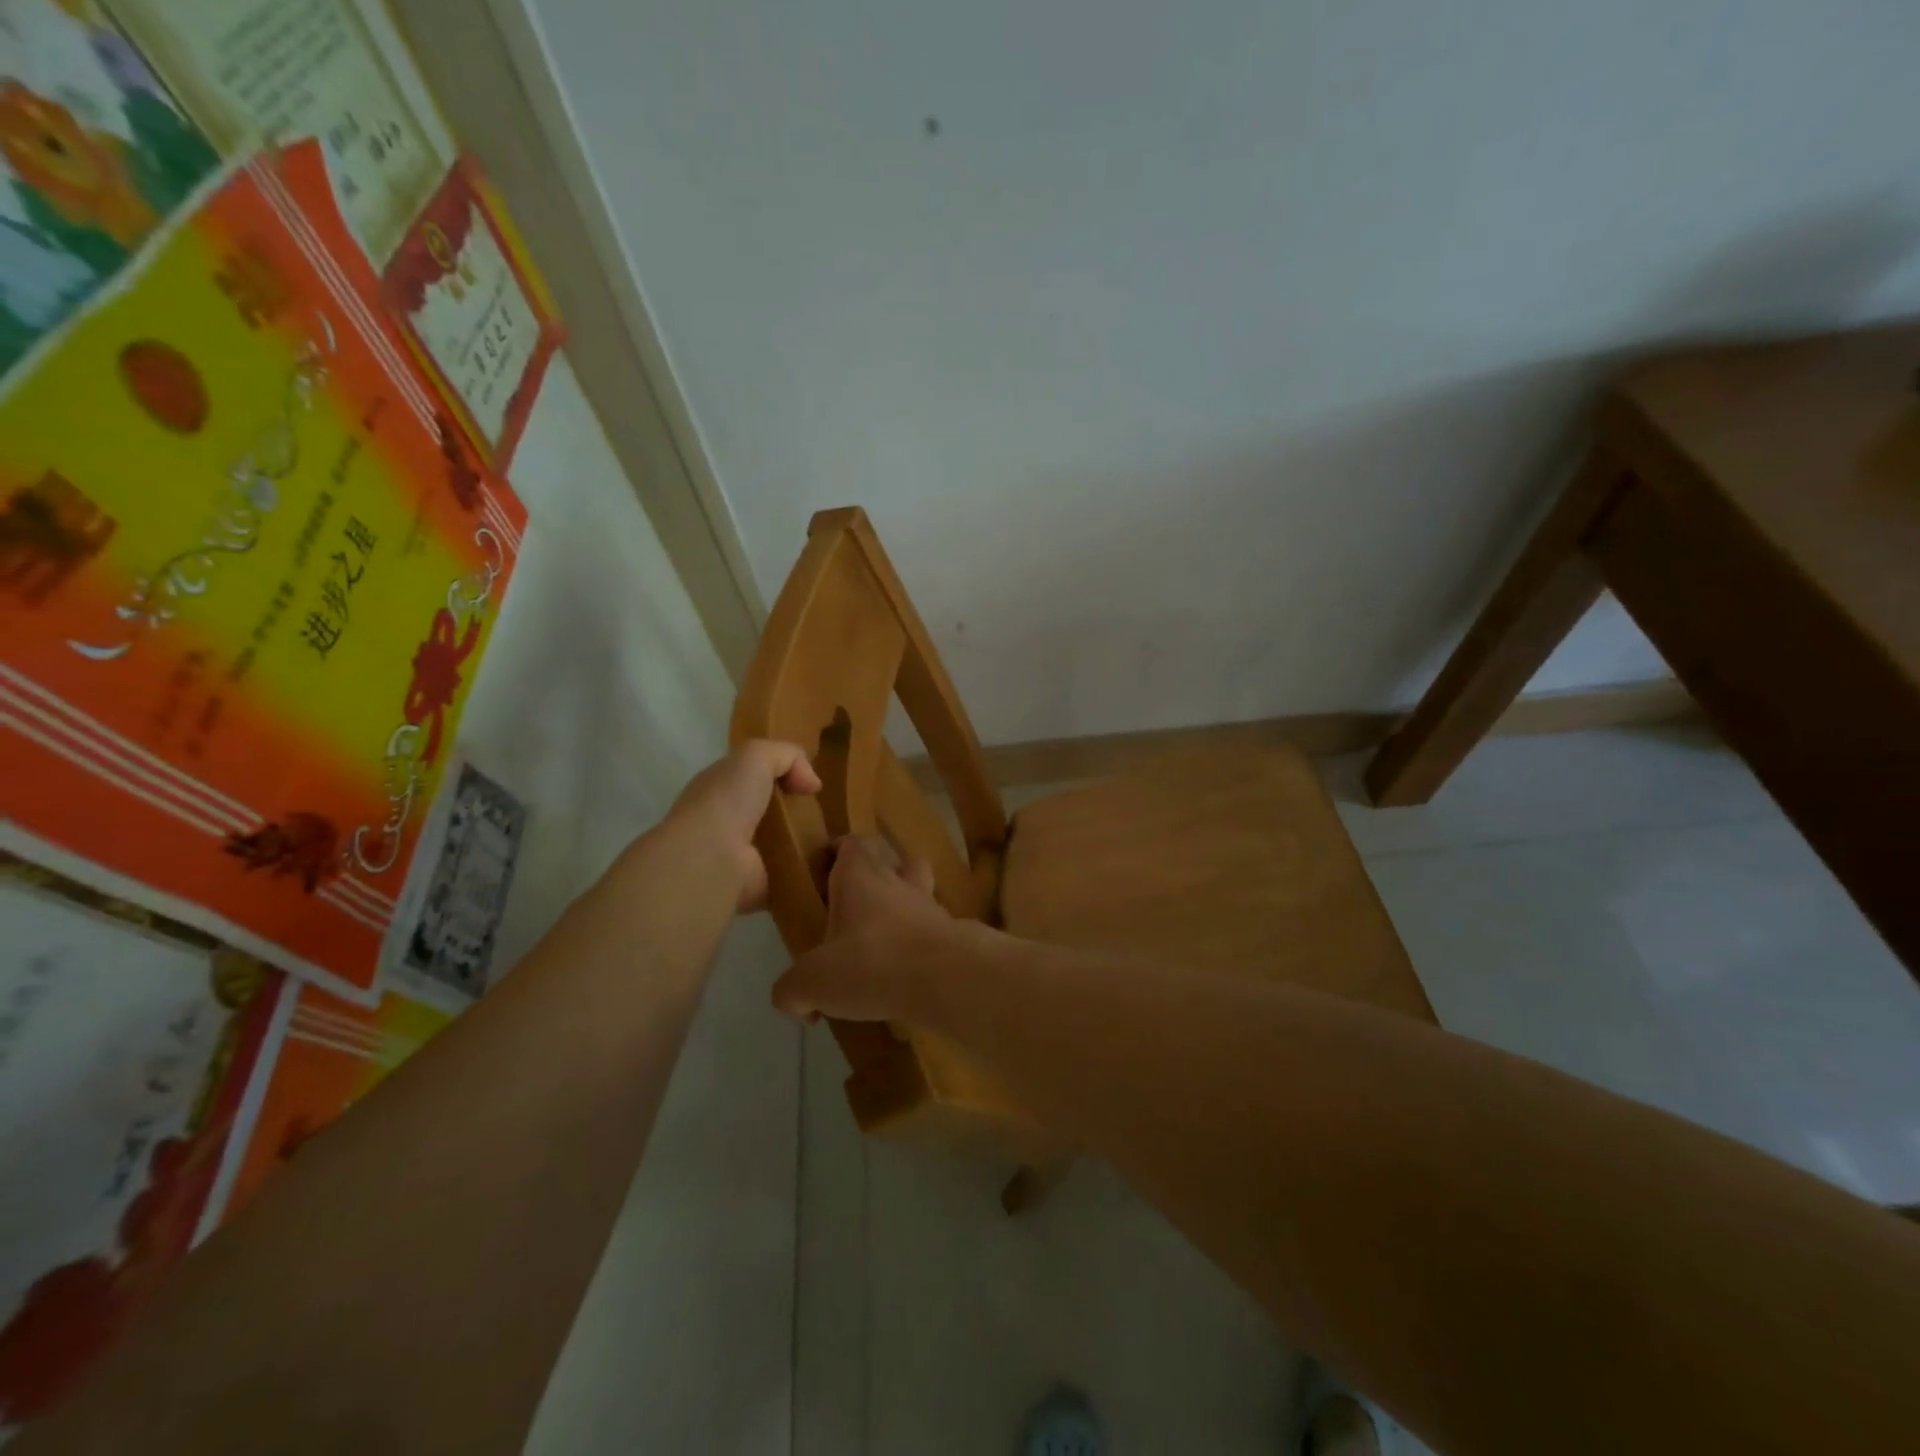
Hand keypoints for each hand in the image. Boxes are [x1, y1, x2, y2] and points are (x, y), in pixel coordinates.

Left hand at [666, 740, 821, 912]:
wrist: (711, 859)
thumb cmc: (728, 801)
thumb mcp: (756, 756)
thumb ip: (787, 756)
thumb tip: (812, 783)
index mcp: (722, 788)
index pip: (753, 777)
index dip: (783, 776)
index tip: (812, 785)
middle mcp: (728, 820)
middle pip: (770, 811)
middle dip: (799, 812)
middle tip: (830, 814)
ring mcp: (742, 855)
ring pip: (783, 843)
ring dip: (807, 843)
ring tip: (838, 841)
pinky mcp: (758, 885)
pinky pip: (790, 874)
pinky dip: (808, 873)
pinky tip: (830, 867)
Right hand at [771, 835, 964, 1022]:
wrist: (946, 978)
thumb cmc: (872, 963)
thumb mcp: (812, 981)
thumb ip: (792, 989)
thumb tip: (793, 999)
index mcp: (860, 877)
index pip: (851, 843)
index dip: (838, 850)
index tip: (825, 867)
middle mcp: (898, 882)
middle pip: (891, 862)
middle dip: (874, 878)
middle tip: (853, 910)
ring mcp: (930, 907)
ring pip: (918, 892)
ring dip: (903, 908)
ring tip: (885, 941)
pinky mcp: (953, 935)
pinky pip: (933, 931)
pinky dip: (920, 945)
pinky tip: (907, 974)